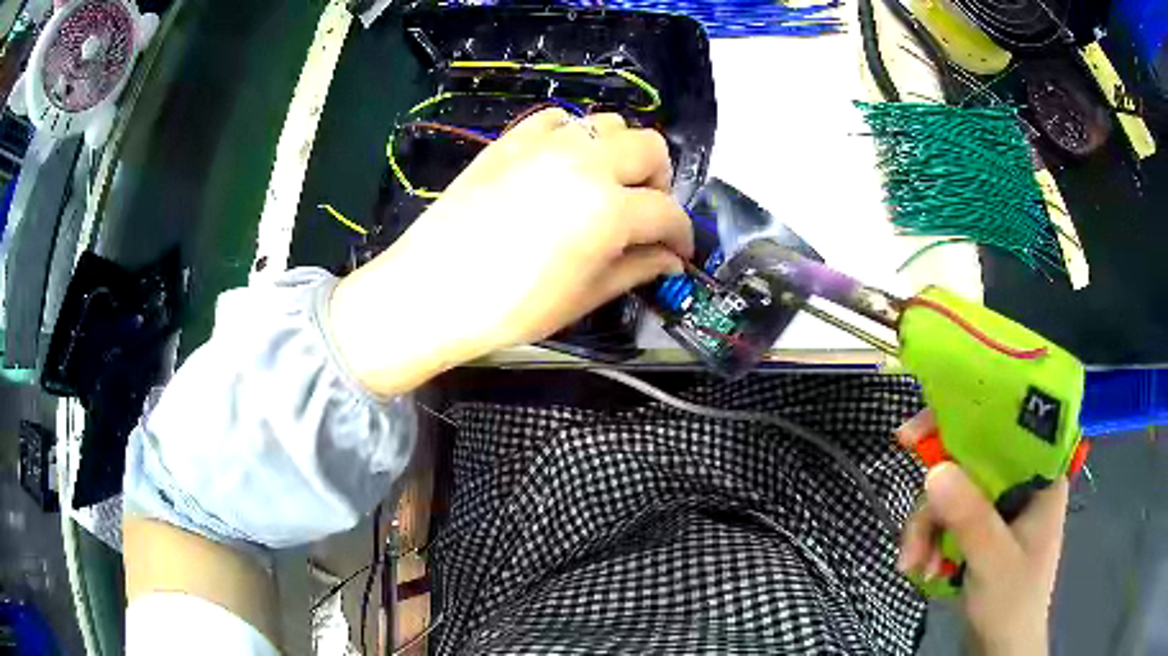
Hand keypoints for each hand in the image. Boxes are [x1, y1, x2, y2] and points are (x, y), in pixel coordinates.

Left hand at [329, 109, 692, 395]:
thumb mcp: (584, 296)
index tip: (679, 252)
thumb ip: (636, 269)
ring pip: (610, 124)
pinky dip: (574, 136)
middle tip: (642, 215)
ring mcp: (547, 143)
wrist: (431, 290)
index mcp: (609, 209)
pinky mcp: (513, 138)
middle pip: (651, 148)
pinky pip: (560, 119)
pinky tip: (563, 165)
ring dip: (621, 153)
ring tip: (604, 187)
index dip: (682, 235)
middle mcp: (587, 161)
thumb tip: (671, 259)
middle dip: (658, 182)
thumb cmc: (510, 307)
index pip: (667, 212)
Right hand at [898, 413, 1067, 655]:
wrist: (999, 651)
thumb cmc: (1012, 604)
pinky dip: (927, 542)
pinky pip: (946, 519)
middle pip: (971, 462)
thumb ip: (969, 518)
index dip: (966, 418)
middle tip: (908, 515)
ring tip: (912, 565)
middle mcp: (1020, 483)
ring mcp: (998, 508)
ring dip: (925, 529)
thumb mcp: (993, 561)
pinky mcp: (979, 530)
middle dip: (935, 496)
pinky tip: (919, 568)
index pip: (1007, 425)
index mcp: (1040, 476)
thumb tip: (932, 470)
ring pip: (952, 494)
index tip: (919, 431)